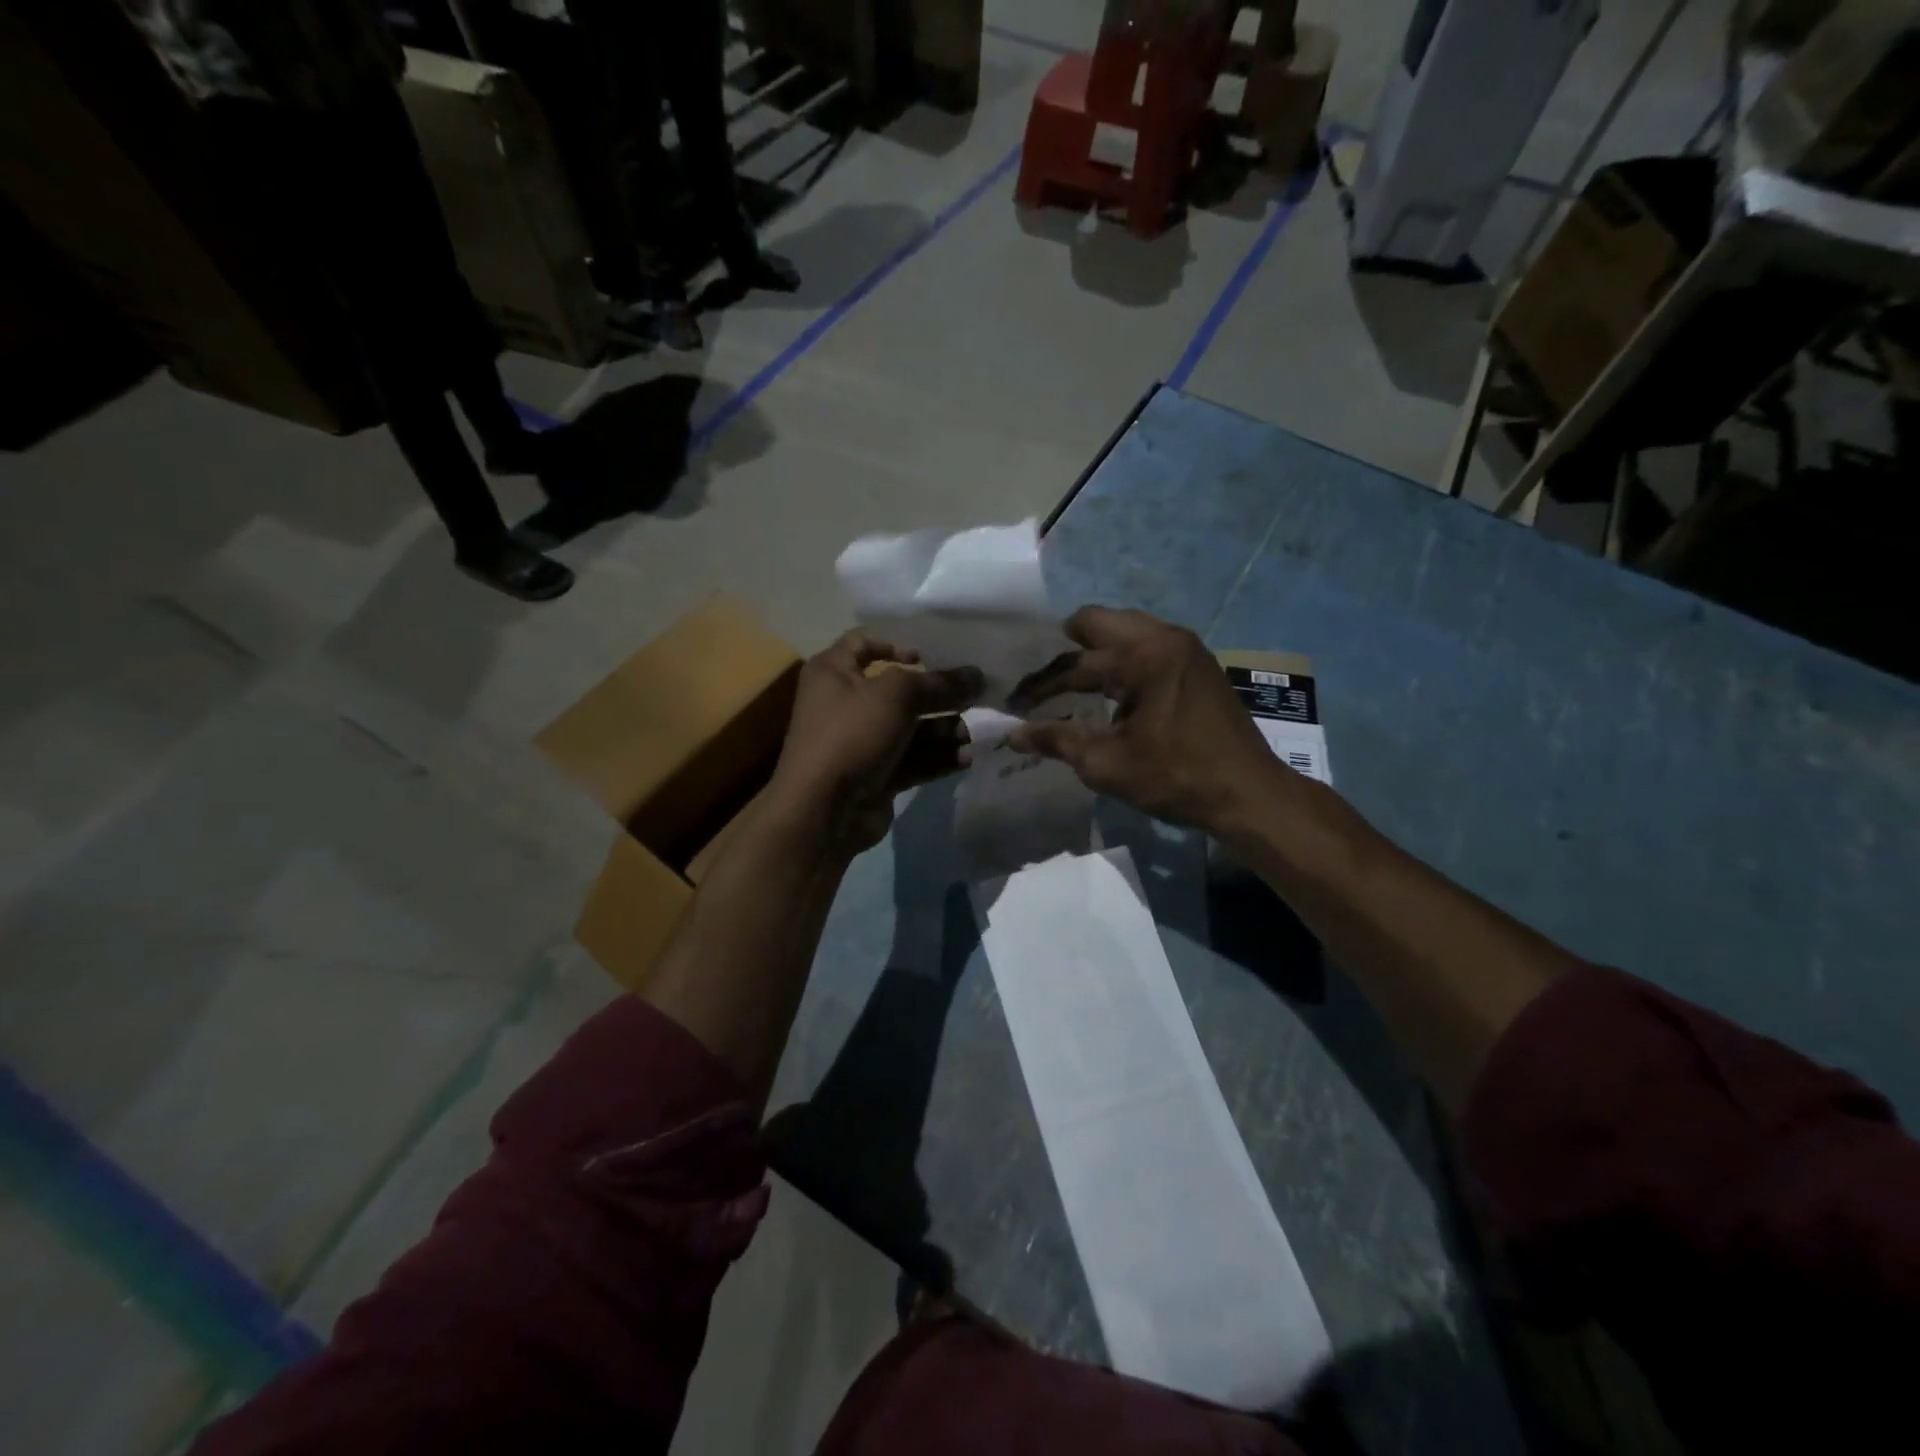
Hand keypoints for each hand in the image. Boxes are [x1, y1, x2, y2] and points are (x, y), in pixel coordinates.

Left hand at [769, 631, 983, 854]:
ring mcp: (861, 742)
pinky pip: (912, 759)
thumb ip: (938, 682)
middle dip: (937, 693)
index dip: (895, 644)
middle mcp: (844, 703)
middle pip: (898, 690)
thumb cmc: (852, 734)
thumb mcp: (896, 695)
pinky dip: (937, 757)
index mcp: (833, 672)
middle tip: (975, 695)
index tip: (928, 656)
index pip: (862, 643)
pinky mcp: (877, 775)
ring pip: (910, 728)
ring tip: (973, 733)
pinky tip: (966, 758)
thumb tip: (976, 674)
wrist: (823, 810)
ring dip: (943, 728)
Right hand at [1010, 606, 1293, 832]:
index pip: (1074, 664)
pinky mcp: (1198, 663)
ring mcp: (1186, 647)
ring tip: (1073, 685)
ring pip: (1124, 629)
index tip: (1013, 704)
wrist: (1250, 795)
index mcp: (1144, 656)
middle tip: (1044, 680)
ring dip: (1096, 652)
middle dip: (1065, 648)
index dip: (1039, 687)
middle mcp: (1165, 637)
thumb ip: (1057, 741)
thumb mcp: (1107, 764)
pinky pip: (1147, 644)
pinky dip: (1122, 660)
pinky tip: (1112, 693)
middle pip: (1098, 622)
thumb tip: (1013, 735)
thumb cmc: (1177, 778)